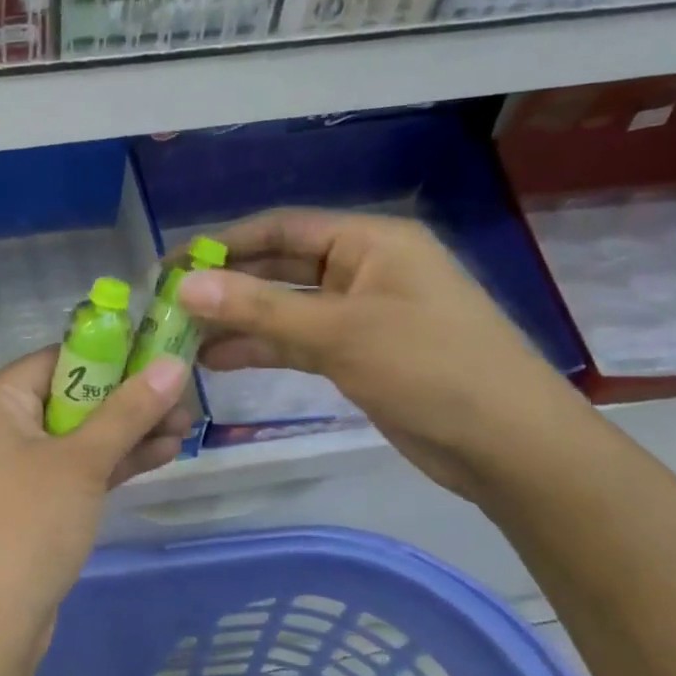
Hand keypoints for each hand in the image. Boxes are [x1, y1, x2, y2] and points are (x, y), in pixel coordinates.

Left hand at [0, 349, 190, 655]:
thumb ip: (128, 411)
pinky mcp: (22, 505)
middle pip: (67, 399)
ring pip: (72, 438)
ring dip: (125, 435)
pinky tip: (159, 456)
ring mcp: (6, 469)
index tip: (159, 360)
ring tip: (185, 429)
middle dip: (127, 403)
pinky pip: (67, 471)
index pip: (55, 360)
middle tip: (182, 402)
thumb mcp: (84, 462)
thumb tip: (172, 363)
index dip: (110, 357)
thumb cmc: (29, 523)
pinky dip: (105, 465)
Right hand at [179, 209, 593, 499]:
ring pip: (284, 308)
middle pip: (279, 266)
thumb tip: (184, 286)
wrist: (507, 446)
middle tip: (168, 303)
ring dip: (237, 320)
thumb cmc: (429, 368)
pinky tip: (217, 360)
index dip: (224, 243)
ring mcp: (359, 314)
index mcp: (370, 242)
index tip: (172, 264)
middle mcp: (362, 269)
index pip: (282, 229)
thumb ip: (259, 308)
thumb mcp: (339, 333)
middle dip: (226, 284)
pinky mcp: (356, 354)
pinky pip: (297, 341)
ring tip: (181, 337)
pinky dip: (260, 347)